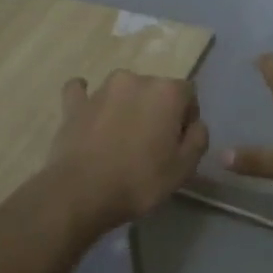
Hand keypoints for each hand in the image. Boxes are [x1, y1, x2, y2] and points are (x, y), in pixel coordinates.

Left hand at [44, 70, 209, 231]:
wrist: (83, 192)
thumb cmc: (141, 180)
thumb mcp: (185, 167)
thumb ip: (198, 138)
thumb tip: (194, 124)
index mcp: (166, 91)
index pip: (188, 94)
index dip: (186, 118)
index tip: (179, 143)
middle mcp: (134, 80)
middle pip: (155, 91)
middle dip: (157, 111)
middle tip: (152, 145)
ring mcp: (101, 90)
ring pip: (122, 92)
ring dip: (126, 107)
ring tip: (121, 139)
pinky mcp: (74, 104)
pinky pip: (81, 92)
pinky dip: (88, 101)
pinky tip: (89, 112)